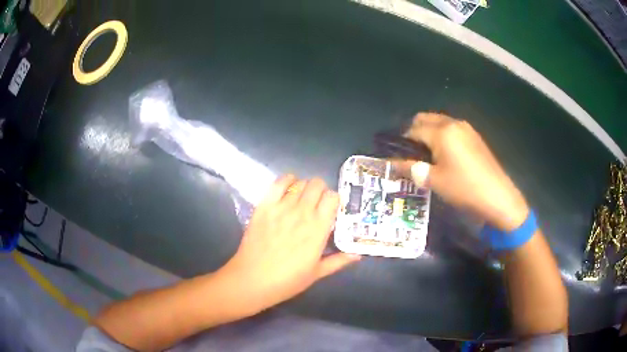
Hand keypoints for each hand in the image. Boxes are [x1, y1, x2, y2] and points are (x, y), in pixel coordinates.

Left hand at [218, 175, 360, 313]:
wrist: (252, 280)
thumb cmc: (287, 280)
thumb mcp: (317, 273)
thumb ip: (338, 261)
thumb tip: (358, 255)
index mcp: (318, 228)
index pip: (333, 197)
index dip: (334, 200)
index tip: (331, 210)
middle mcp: (302, 212)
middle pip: (317, 184)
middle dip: (320, 191)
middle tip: (316, 204)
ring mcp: (282, 207)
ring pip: (299, 182)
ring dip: (304, 187)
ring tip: (301, 199)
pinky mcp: (264, 206)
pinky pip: (277, 183)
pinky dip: (286, 181)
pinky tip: (287, 188)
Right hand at [397, 113, 528, 230]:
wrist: (498, 196)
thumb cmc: (464, 188)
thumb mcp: (435, 181)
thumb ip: (413, 169)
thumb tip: (395, 165)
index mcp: (441, 132)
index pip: (414, 130)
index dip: (402, 142)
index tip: (397, 156)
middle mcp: (453, 123)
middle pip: (426, 118)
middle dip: (414, 131)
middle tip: (411, 153)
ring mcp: (466, 128)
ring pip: (439, 122)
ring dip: (429, 132)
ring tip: (427, 154)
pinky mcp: (475, 136)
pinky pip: (452, 128)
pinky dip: (442, 135)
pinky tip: (445, 155)